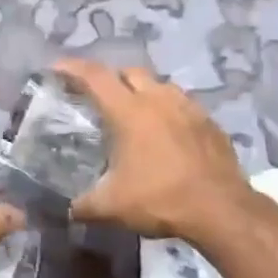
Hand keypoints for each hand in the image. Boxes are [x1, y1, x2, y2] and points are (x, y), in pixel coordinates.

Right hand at [54, 59, 248, 242]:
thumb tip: (68, 209)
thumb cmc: (161, 199)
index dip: (72, 68)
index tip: (56, 68)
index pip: (95, 76)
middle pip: (129, 73)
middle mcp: (158, 99)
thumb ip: (83, 205)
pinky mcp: (210, 123)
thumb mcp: (112, 207)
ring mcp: (189, 108)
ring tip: (135, 114)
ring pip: (160, 85)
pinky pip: (184, 106)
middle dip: (111, 79)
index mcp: (129, 111)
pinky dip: (169, 112)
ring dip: (143, 92)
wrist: (221, 209)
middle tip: (99, 97)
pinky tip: (167, 134)